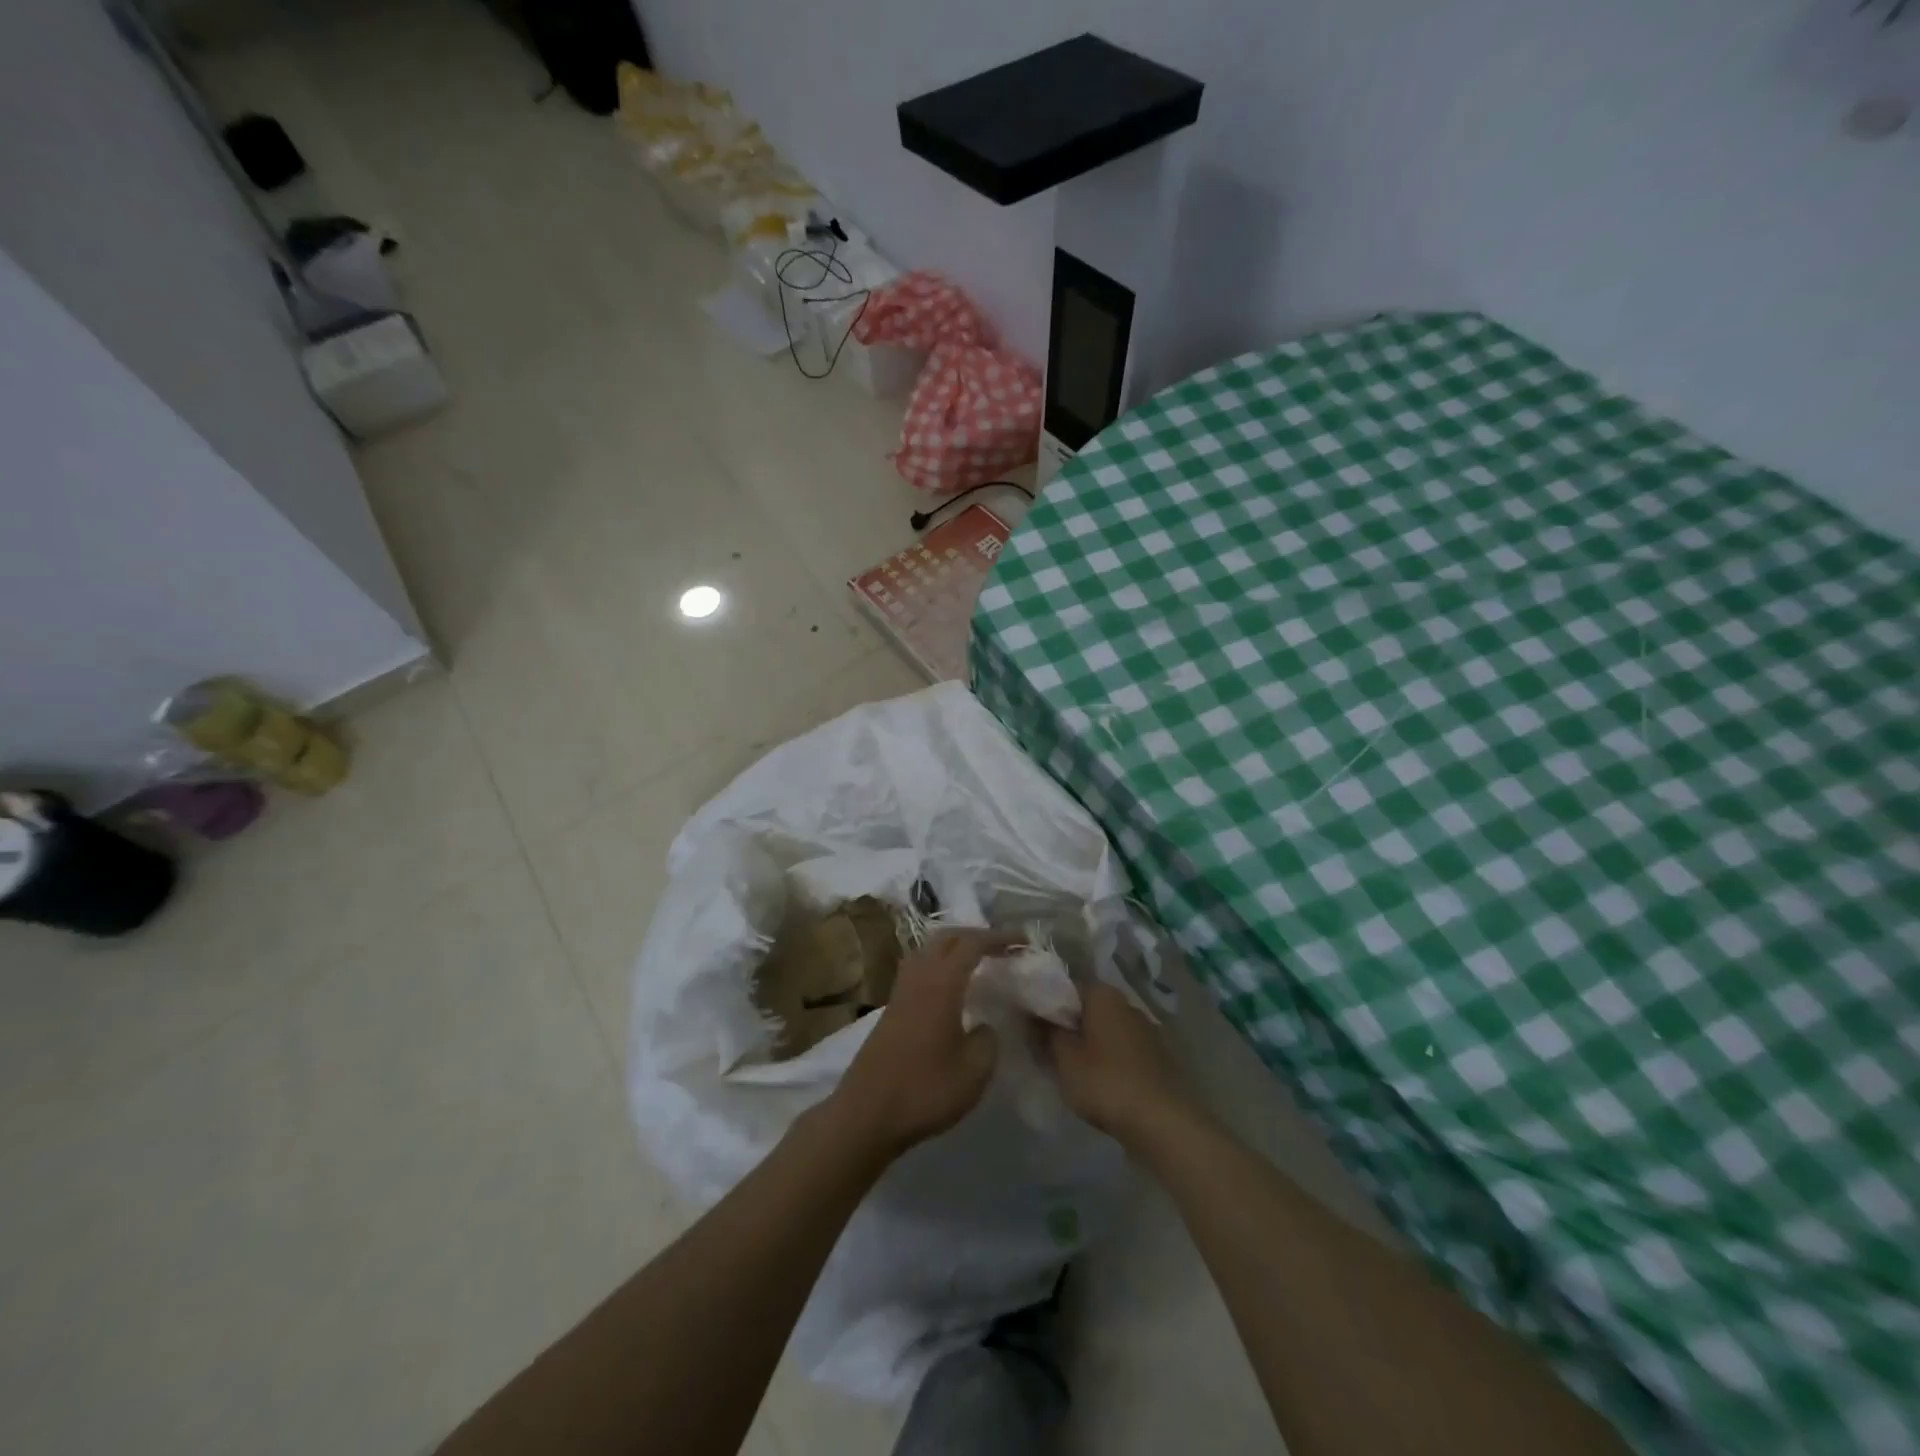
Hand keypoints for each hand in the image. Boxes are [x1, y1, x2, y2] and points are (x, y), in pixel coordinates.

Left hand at [825, 930, 1006, 1160]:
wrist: (867, 1113)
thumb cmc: (925, 1089)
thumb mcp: (974, 1071)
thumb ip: (988, 1039)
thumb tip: (984, 1026)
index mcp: (941, 983)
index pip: (972, 943)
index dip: (999, 937)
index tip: (1023, 941)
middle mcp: (919, 977)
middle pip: (947, 938)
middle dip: (976, 935)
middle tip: (1002, 947)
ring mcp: (901, 991)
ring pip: (928, 951)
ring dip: (954, 948)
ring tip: (978, 961)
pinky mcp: (891, 1008)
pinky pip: (919, 969)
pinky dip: (939, 965)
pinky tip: (951, 988)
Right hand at [1047, 981, 1195, 1143]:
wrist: (1163, 1122)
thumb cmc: (1106, 1083)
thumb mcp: (1064, 1059)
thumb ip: (1046, 1032)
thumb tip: (1034, 1013)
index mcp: (1102, 994)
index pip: (1065, 987)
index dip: (1045, 1004)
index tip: (1030, 1024)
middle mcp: (1126, 1003)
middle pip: (1086, 1008)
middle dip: (1068, 1025)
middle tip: (1045, 1048)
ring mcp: (1145, 1029)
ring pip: (1105, 1029)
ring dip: (1088, 1043)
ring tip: (1069, 1068)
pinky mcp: (1157, 1056)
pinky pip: (1122, 1048)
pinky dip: (1108, 1058)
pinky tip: (1098, 1080)